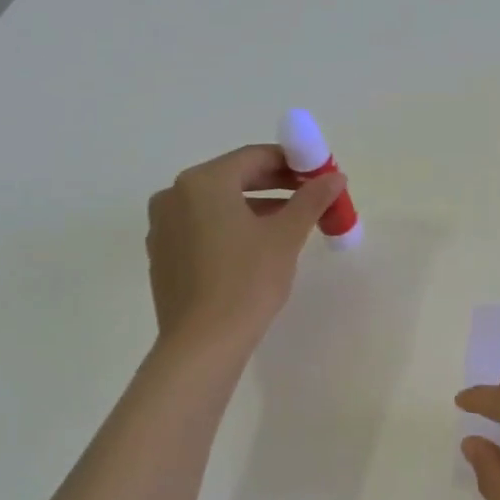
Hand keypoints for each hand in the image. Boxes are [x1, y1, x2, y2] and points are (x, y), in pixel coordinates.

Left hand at [145, 145, 344, 346]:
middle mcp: (175, 195)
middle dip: (275, 185)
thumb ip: (311, 199)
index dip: (292, 163)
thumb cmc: (247, 280)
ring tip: (291, 223)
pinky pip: (202, 226)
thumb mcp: (286, 236)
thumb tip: (335, 177)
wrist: (203, 342)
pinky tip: (256, 247)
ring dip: (255, 207)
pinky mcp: (163, 253)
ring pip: (218, 204)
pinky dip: (231, 227)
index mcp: (203, 182)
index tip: (319, 176)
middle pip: (234, 177)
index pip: (255, 157)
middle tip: (310, 198)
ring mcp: (163, 225)